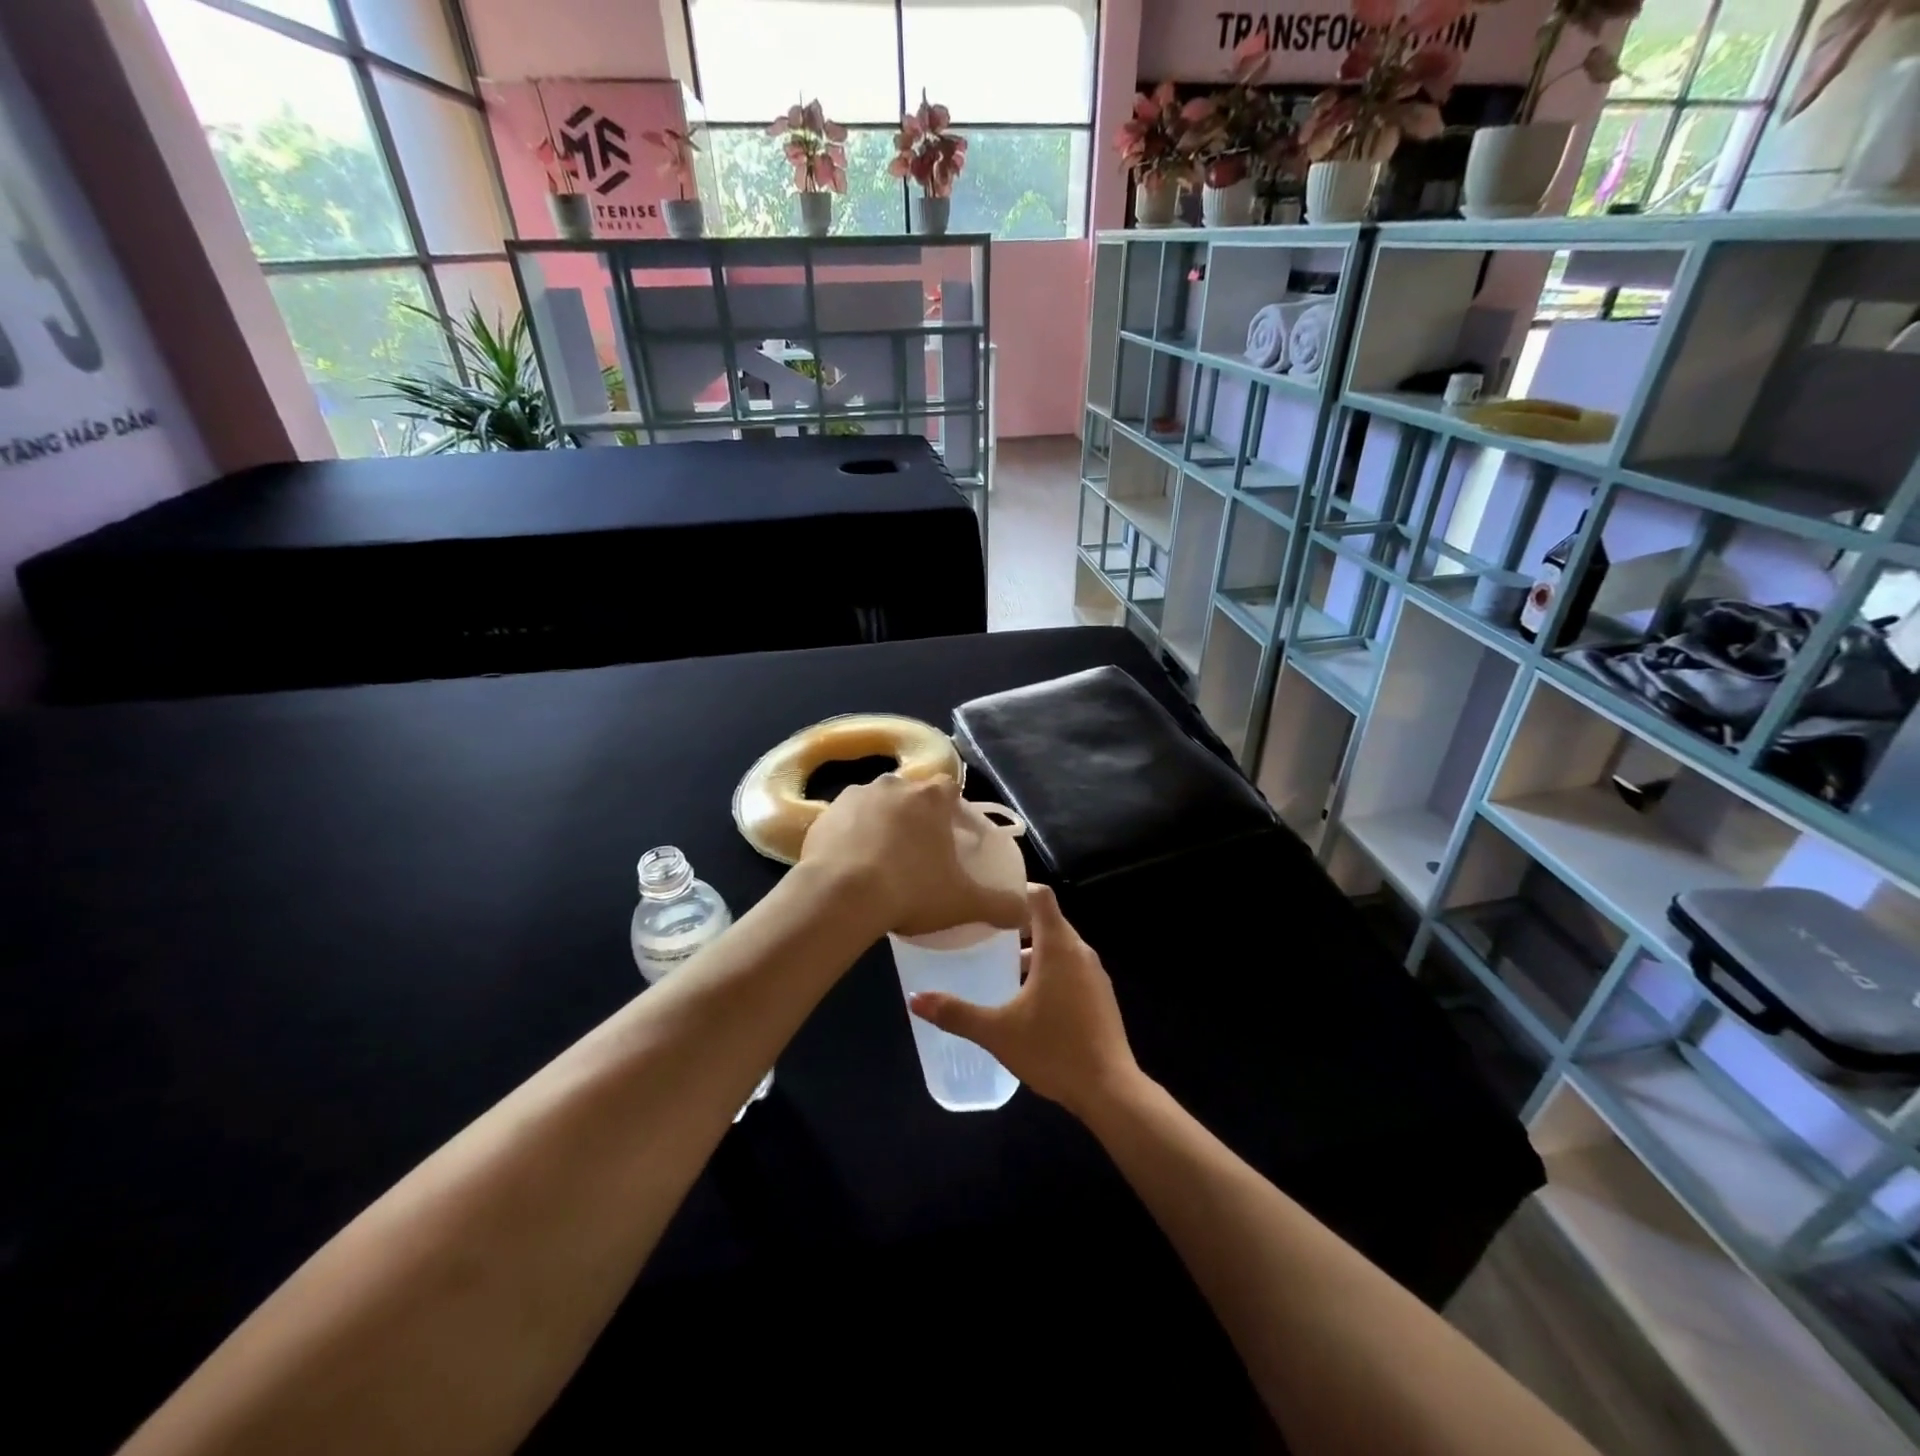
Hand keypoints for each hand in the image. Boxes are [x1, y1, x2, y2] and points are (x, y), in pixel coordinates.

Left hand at [799, 773, 1026, 938]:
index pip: (949, 789)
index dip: (952, 810)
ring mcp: (854, 797)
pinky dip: (849, 839)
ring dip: (880, 825)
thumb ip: (1000, 905)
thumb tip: (1026, 912)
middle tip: (918, 854)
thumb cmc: (912, 890)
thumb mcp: (963, 902)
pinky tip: (851, 869)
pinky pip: (843, 823)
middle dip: (915, 817)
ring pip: (875, 806)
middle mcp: (893, 786)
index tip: (951, 835)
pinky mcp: (823, 816)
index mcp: (930, 797)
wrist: (842, 896)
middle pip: (911, 795)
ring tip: (881, 863)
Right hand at [908, 884, 1140, 1118]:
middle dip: (1017, 922)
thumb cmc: (1053, 1050)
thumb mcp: (997, 1032)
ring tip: (1000, 964)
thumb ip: (956, 1013)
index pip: (1041, 896)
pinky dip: (1049, 969)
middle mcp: (1080, 952)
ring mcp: (1094, 975)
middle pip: (1048, 920)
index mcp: (1058, 947)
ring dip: (1033, 949)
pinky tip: (1027, 998)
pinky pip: (1071, 968)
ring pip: (1060, 946)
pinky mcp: (1101, 997)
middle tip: (983, 930)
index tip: (988, 897)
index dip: (1016, 889)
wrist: (1110, 1090)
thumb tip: (915, 999)